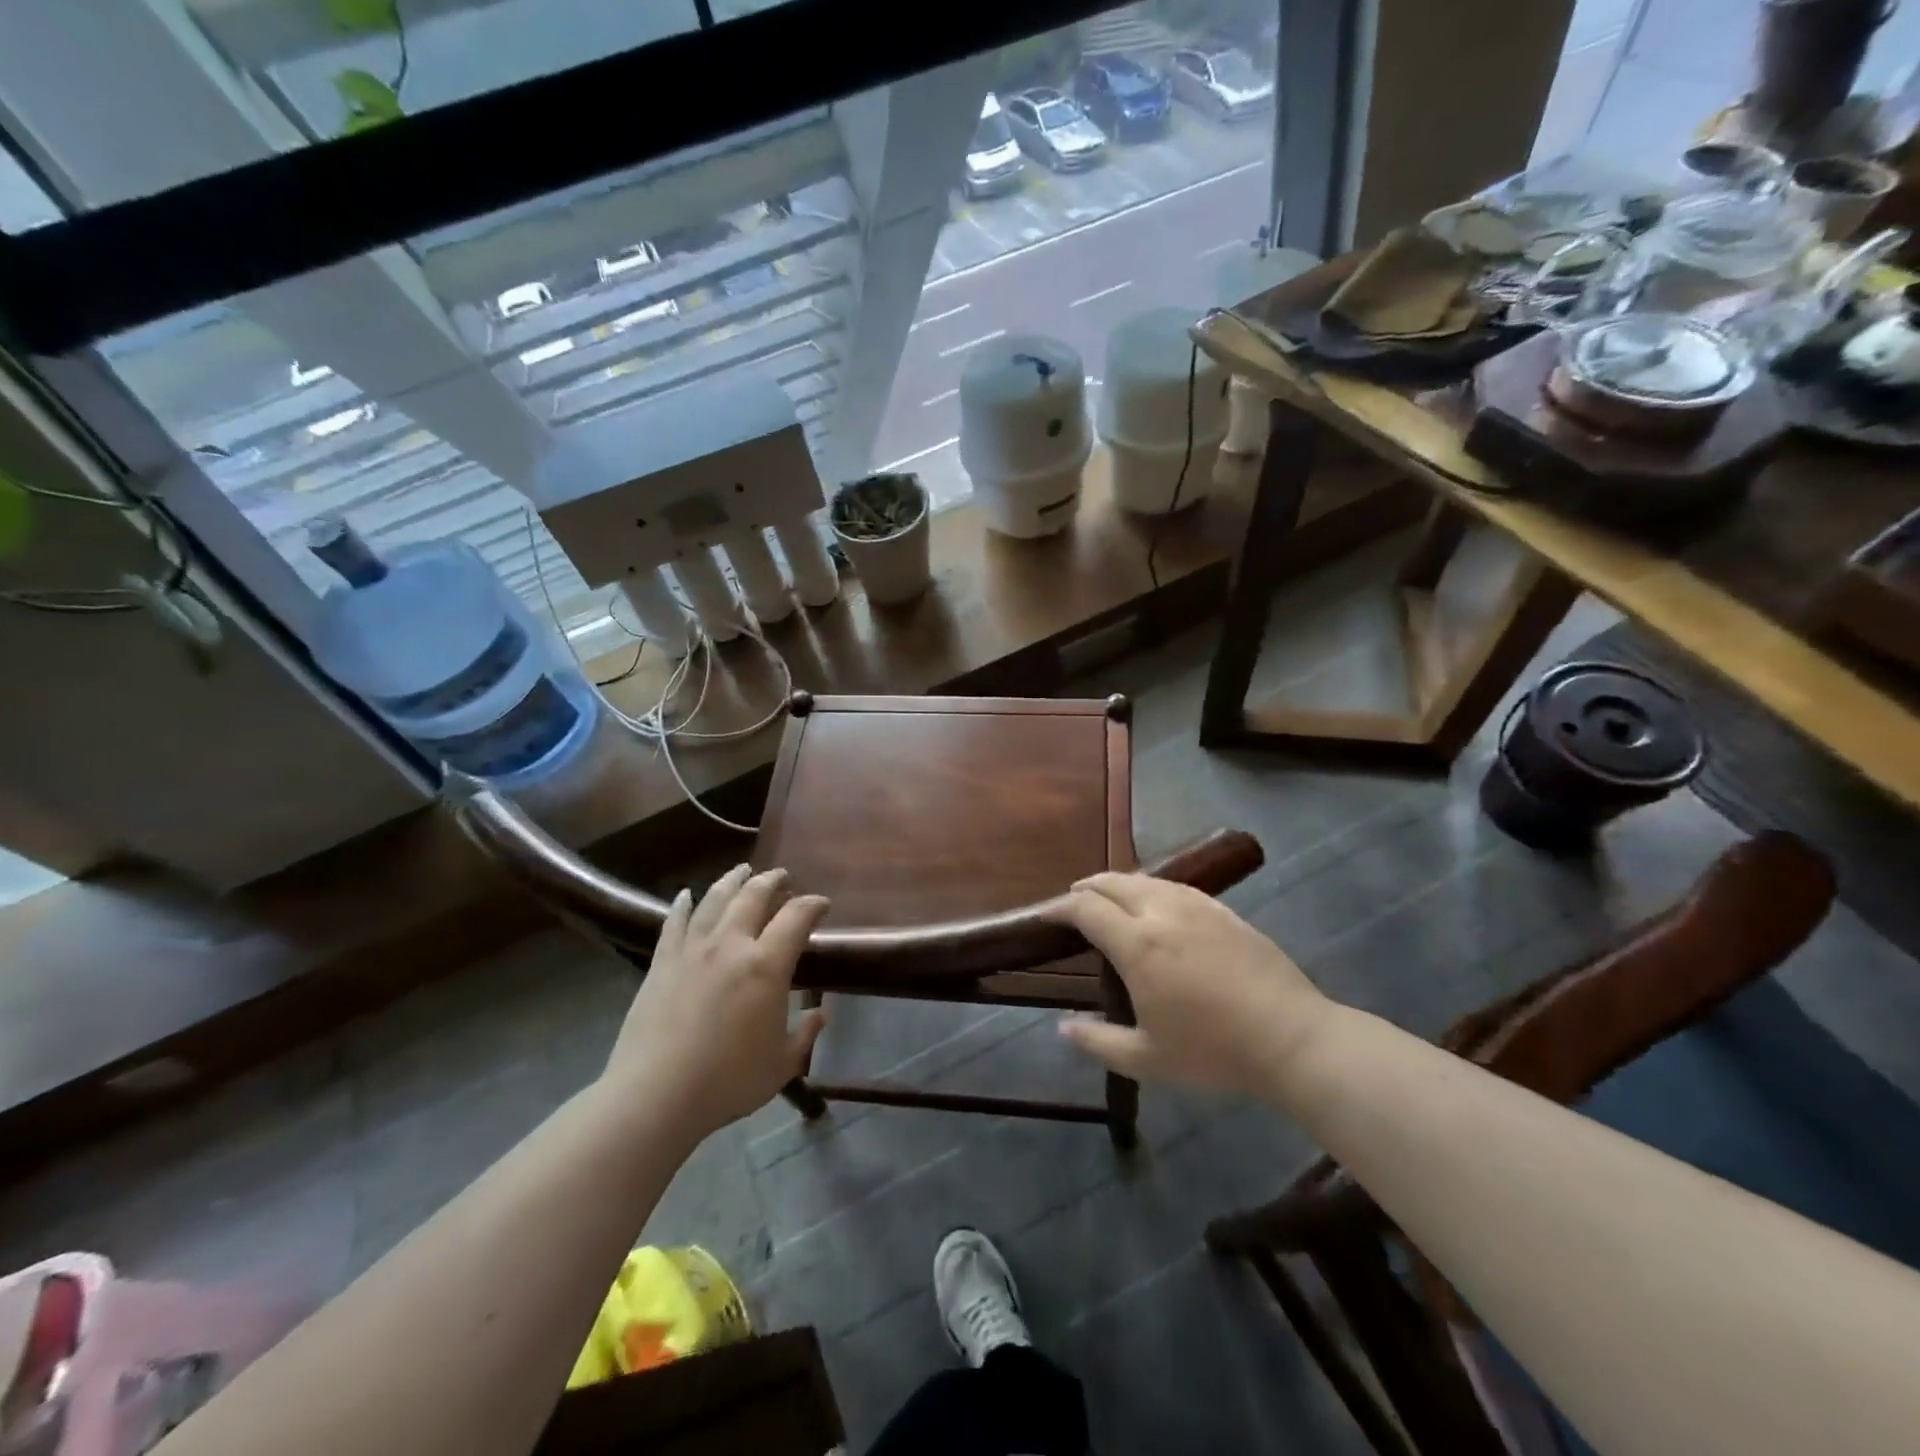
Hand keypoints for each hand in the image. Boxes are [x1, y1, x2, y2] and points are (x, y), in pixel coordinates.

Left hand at [599, 865, 828, 1143]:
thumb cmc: (727, 1082)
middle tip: (782, 876)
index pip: (796, 917)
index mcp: (766, 965)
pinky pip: (674, 922)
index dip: (812, 905)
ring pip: (715, 900)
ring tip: (742, 870)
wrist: (655, 1096)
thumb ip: (805, 1035)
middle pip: (753, 896)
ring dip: (732, 881)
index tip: (821, 904)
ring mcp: (692, 950)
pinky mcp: (661, 963)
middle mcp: (730, 944)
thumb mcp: (781, 1064)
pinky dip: (683, 904)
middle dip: (772, 881)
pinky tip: (687, 894)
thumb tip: (820, 1014)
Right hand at [1048, 873, 1331, 1102]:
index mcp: (1137, 944)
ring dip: (1118, 885)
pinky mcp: (1223, 911)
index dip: (1059, 908)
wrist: (1293, 1038)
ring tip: (1108, 901)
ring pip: (1145, 880)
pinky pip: (1176, 887)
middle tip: (1072, 904)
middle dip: (1085, 889)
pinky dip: (1151, 889)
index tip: (1045, 917)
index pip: (1085, 908)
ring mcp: (1196, 907)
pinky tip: (1155, 905)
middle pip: (1112, 883)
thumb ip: (1098, 1042)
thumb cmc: (1214, 1051)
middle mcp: (1161, 912)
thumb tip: (1063, 1027)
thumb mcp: (1148, 1059)